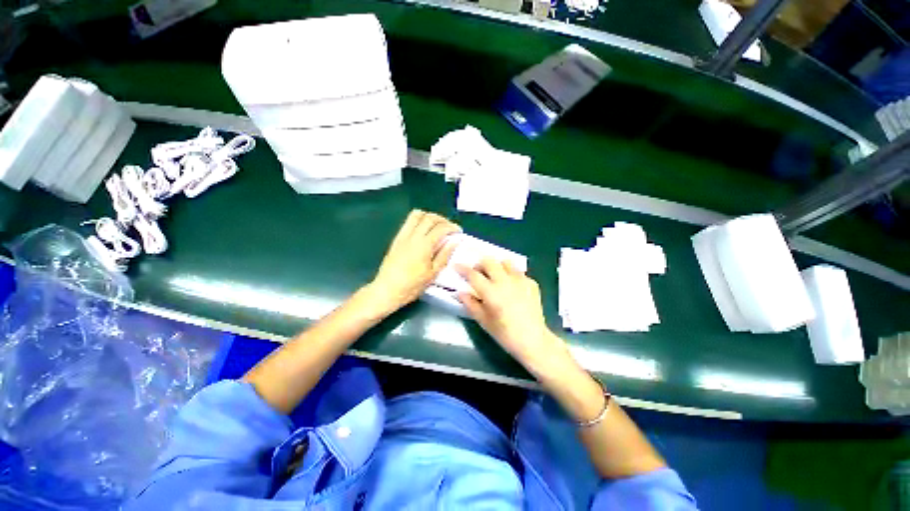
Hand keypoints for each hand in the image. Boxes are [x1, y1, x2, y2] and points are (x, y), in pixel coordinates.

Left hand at [367, 210, 460, 314]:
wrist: (387, 289)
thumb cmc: (412, 285)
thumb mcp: (433, 273)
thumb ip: (444, 255)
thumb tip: (454, 242)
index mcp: (424, 245)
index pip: (440, 228)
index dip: (452, 227)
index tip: (458, 231)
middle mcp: (413, 236)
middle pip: (429, 218)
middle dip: (442, 220)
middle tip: (449, 227)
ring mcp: (403, 236)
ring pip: (416, 215)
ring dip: (429, 216)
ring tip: (436, 224)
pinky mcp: (396, 239)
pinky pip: (407, 222)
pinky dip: (418, 219)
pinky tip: (423, 229)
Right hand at [457, 258, 569, 377]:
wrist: (534, 340)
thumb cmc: (505, 334)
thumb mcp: (483, 321)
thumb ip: (470, 304)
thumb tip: (460, 292)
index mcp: (491, 292)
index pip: (473, 275)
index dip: (462, 268)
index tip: (456, 266)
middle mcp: (505, 282)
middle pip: (489, 261)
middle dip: (480, 264)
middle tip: (478, 273)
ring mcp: (520, 280)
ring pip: (505, 262)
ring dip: (497, 266)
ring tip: (495, 276)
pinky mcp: (531, 283)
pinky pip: (518, 272)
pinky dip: (511, 274)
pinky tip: (511, 286)